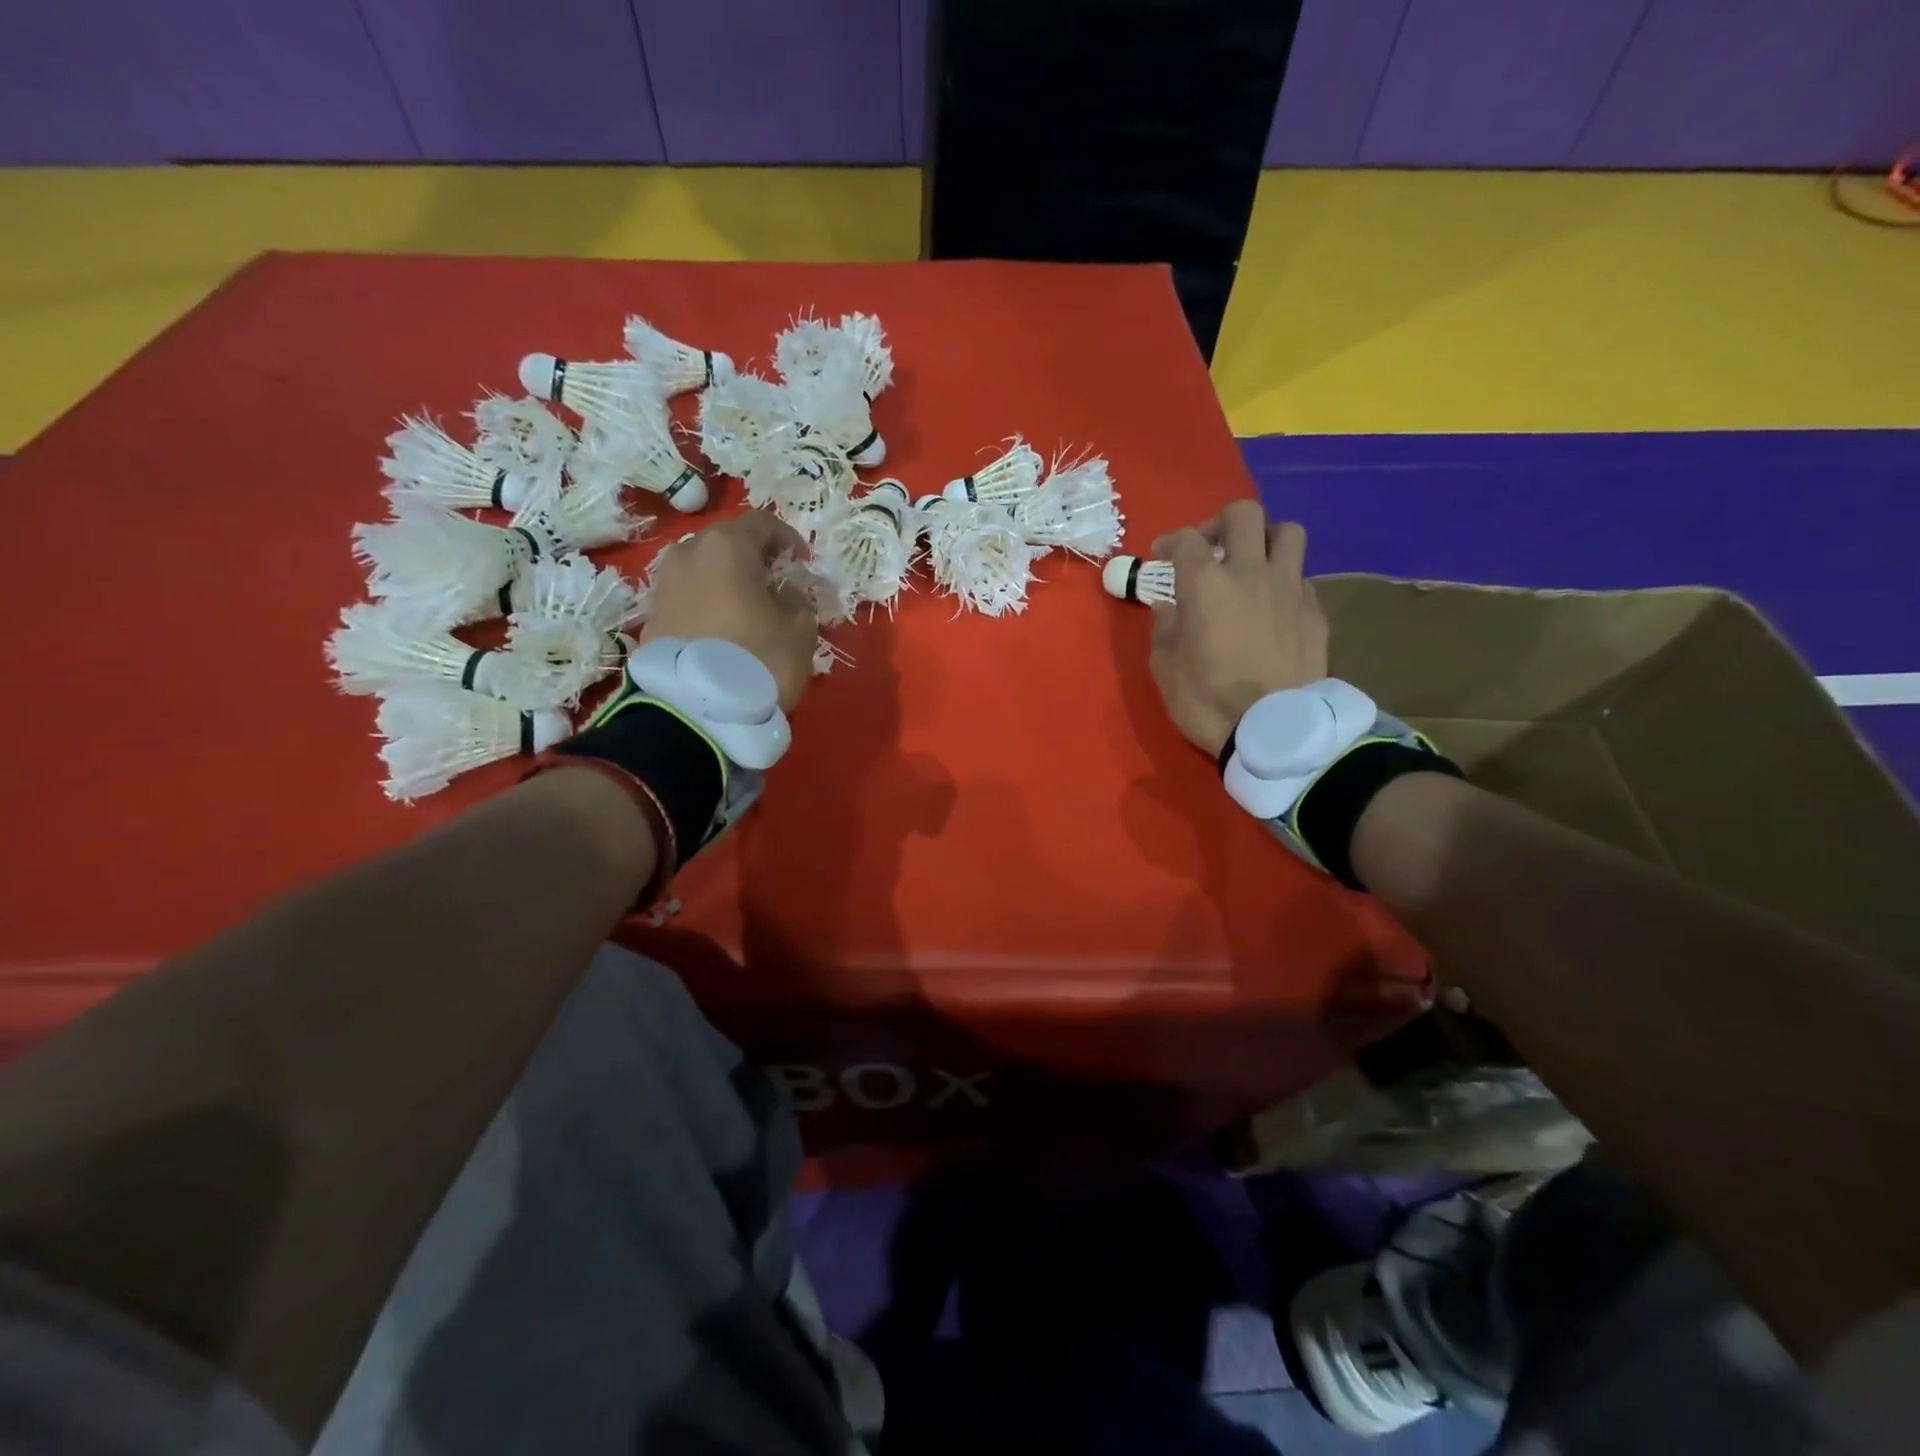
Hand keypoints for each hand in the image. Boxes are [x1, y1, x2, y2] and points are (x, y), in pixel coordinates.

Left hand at [641, 512, 818, 711]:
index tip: (801, 564)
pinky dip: (707, 606)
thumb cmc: (758, 659)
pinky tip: (723, 633)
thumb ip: (797, 600)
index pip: (762, 523)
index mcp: (727, 546)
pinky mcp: (651, 619)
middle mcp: (687, 554)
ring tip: (747, 611)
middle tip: (774, 585)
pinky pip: (687, 600)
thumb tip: (783, 593)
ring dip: (726, 583)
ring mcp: (663, 587)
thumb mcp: (800, 629)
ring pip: (703, 572)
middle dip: (753, 559)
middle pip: (726, 544)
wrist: (695, 711)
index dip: (787, 539)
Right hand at [1148, 500, 1327, 756]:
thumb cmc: (1206, 700)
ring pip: (1287, 532)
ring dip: (1266, 539)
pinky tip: (1275, 603)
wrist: (1274, 730)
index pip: (1186, 539)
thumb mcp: (1165, 667)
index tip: (1162, 554)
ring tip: (1253, 563)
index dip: (1170, 541)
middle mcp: (1250, 572)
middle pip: (1243, 514)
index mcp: (1205, 583)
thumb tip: (1168, 607)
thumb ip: (1164, 629)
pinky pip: (1302, 577)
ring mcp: (1289, 588)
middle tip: (1212, 546)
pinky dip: (1285, 580)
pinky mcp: (1315, 611)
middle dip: (1221, 522)